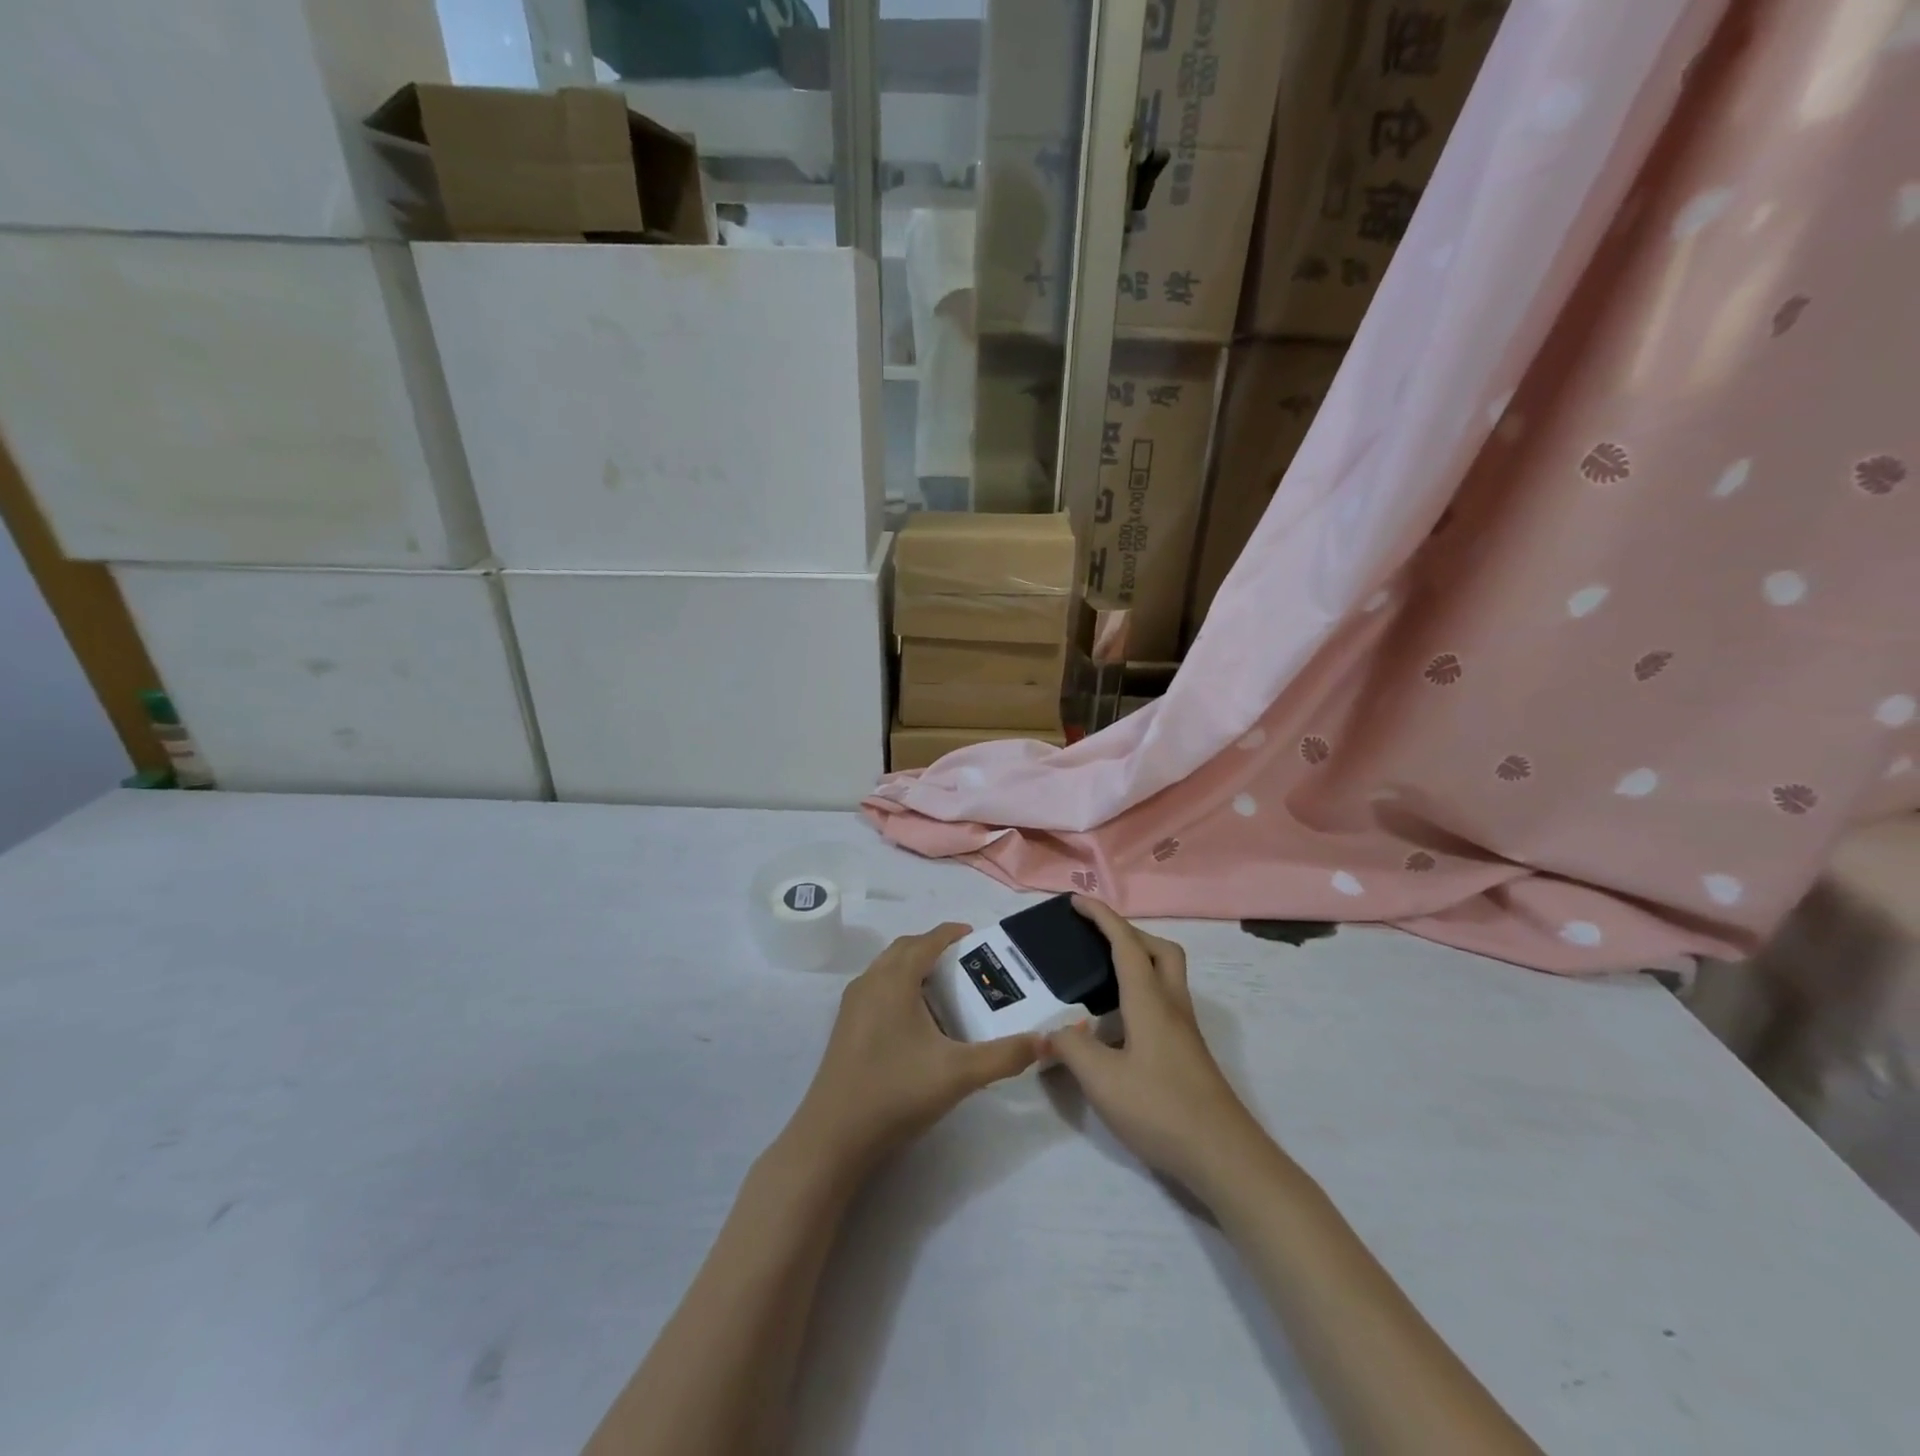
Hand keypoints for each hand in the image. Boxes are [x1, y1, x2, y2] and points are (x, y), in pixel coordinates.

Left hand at [784, 924, 1040, 1177]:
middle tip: (965, 962)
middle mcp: (870, 981)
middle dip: (934, 948)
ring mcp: (853, 1005)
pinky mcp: (845, 1027)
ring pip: (887, 969)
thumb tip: (1046, 1041)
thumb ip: (1005, 1056)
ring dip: (914, 967)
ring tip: (945, 989)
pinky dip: (899, 988)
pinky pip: (877, 989)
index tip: (977, 937)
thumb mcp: (960, 1074)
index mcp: (894, 980)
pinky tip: (916, 1022)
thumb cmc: (897, 1091)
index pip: (927, 941)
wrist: (834, 1136)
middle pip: (904, 949)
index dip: (952, 933)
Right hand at [1047, 898, 1270, 1197]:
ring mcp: (1184, 1030)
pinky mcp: (1187, 1052)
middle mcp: (1171, 1005)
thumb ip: (1071, 1049)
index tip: (1076, 902)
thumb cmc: (1161, 1109)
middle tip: (1096, 939)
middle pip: (1159, 950)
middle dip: (1128, 933)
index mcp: (1149, 1000)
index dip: (1102, 917)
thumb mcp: (1102, 1080)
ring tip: (1101, 976)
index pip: (1125, 944)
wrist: (1224, 1155)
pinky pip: (1163, 1002)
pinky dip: (1140, 993)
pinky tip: (1117, 1024)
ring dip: (1138, 961)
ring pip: (1166, 976)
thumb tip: (1052, 1032)